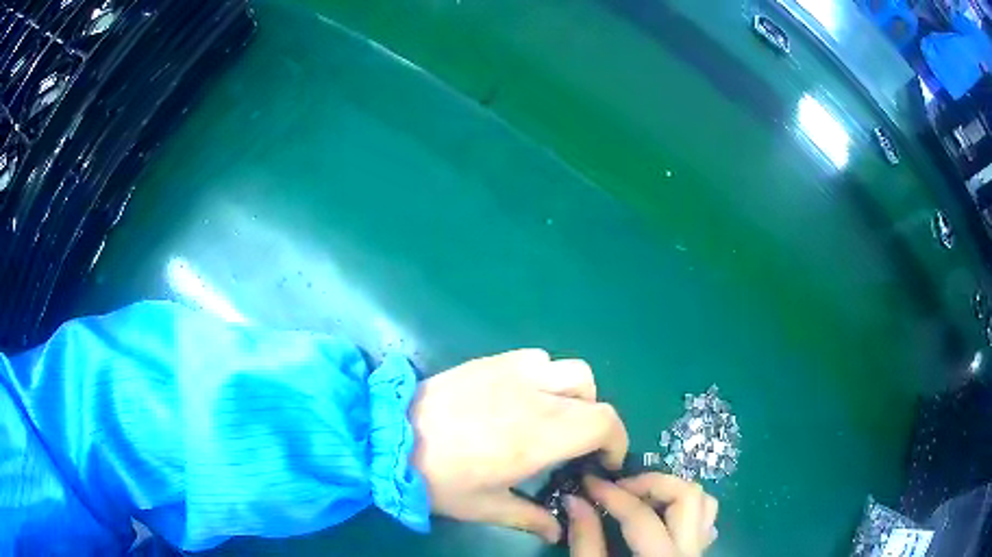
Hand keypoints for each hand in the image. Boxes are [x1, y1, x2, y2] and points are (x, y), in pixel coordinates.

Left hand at [410, 349, 628, 542]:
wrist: (387, 438)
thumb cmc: (438, 479)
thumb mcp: (485, 507)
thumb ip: (529, 517)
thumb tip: (558, 531)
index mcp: (538, 437)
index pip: (604, 423)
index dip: (616, 442)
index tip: (603, 462)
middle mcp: (534, 398)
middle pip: (595, 395)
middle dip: (598, 423)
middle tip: (578, 446)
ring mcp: (513, 373)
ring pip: (571, 371)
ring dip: (576, 395)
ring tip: (554, 418)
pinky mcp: (492, 361)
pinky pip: (538, 358)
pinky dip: (547, 376)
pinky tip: (524, 397)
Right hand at [568, 474, 717, 556]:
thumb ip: (586, 541)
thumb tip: (576, 500)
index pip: (641, 515)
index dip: (611, 493)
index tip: (588, 481)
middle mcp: (690, 552)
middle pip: (687, 496)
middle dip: (651, 482)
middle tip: (618, 487)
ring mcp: (698, 552)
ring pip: (703, 503)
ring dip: (671, 491)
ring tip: (638, 497)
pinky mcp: (697, 554)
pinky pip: (703, 519)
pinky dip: (682, 507)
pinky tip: (657, 515)